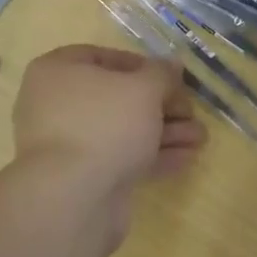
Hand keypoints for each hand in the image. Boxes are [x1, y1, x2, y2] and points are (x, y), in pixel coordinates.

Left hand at [11, 45, 203, 216]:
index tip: (172, 78)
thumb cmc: (105, 124)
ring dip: (163, 132)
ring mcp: (68, 143)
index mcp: (58, 71)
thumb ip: (161, 74)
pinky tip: (187, 158)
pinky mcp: (81, 177)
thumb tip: (172, 65)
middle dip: (161, 105)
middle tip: (191, 112)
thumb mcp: (143, 89)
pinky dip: (152, 156)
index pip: (103, 58)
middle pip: (117, 97)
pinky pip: (120, 158)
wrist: (73, 198)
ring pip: (122, 130)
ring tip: (200, 138)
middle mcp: (57, 104)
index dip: (143, 66)